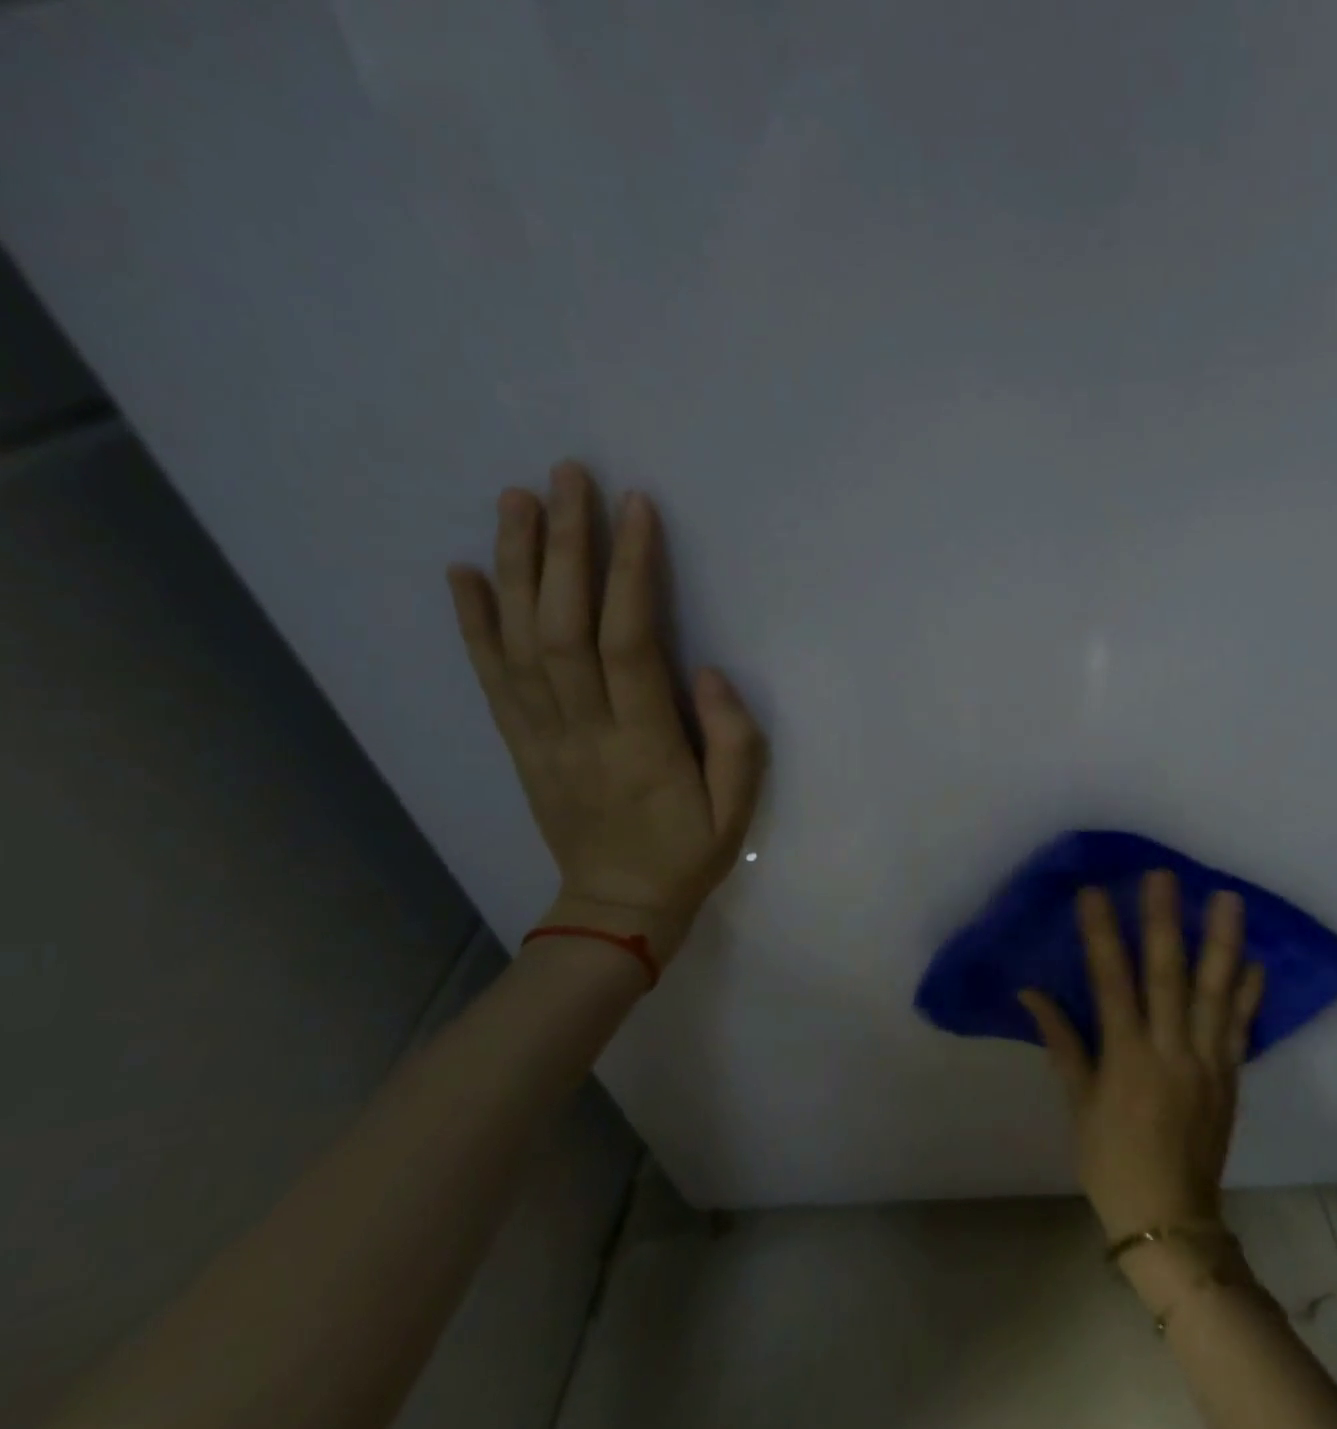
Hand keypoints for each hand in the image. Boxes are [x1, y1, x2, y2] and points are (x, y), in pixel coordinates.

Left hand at [446, 461, 766, 962]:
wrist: (615, 909)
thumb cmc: (687, 855)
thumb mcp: (737, 811)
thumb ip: (734, 741)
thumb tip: (706, 671)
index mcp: (644, 745)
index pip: (629, 644)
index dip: (630, 572)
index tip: (636, 509)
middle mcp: (582, 731)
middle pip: (562, 627)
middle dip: (565, 546)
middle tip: (567, 476)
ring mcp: (541, 737)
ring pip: (519, 642)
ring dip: (516, 566)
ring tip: (516, 500)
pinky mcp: (520, 745)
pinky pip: (490, 679)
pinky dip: (472, 623)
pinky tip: (464, 572)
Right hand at [1021, 872, 1265, 1238]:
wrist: (1170, 1221)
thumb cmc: (1111, 1160)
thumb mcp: (1078, 1102)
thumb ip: (1061, 1041)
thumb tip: (1030, 993)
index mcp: (1126, 1058)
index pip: (1111, 982)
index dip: (1101, 935)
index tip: (1093, 893)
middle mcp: (1170, 1051)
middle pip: (1168, 976)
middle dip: (1163, 922)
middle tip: (1162, 876)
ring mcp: (1207, 1062)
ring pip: (1215, 993)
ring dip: (1222, 943)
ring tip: (1227, 898)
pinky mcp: (1230, 1077)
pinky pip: (1241, 1028)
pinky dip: (1250, 993)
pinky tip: (1257, 961)